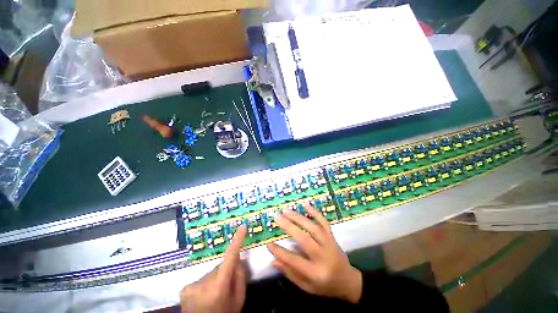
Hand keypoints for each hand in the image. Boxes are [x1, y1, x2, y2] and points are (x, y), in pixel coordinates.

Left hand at [180, 225, 247, 312]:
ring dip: (215, 278)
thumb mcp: (239, 299)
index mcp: (219, 287)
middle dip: (225, 271)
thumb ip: (240, 277)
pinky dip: (206, 283)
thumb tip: (238, 259)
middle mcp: (203, 283)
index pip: (230, 257)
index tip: (242, 227)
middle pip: (220, 267)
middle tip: (226, 286)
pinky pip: (201, 279)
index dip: (237, 241)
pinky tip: (205, 296)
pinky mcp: (184, 289)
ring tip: (214, 294)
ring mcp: (191, 286)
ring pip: (211, 273)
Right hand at [267, 205, 362, 303]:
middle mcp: (323, 256)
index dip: (280, 252)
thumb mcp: (308, 287)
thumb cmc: (326, 286)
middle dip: (288, 226)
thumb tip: (275, 261)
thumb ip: (291, 274)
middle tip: (277, 217)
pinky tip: (306, 204)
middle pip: (304, 238)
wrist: (349, 281)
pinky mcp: (332, 236)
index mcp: (316, 272)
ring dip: (299, 217)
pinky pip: (324, 222)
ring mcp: (329, 244)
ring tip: (286, 211)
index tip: (268, 244)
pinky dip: (315, 212)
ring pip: (313, 227)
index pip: (294, 260)